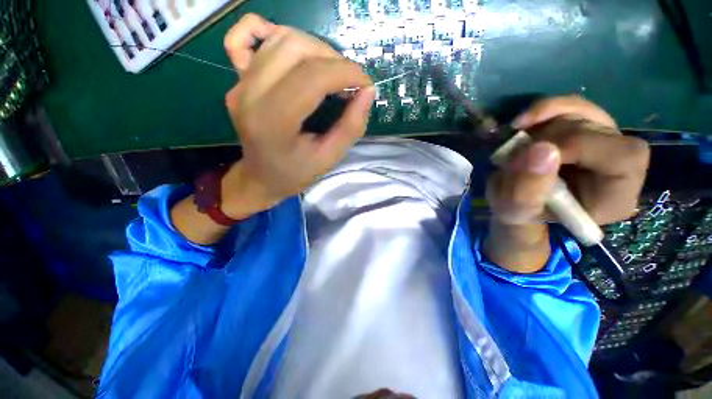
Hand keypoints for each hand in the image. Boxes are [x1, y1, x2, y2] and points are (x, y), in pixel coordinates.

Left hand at [220, 14, 374, 217]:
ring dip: (314, 48)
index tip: (365, 84)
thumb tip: (368, 92)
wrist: (261, 178)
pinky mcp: (237, 79)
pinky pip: (244, 38)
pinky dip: (272, 33)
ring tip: (331, 72)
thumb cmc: (295, 173)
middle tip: (348, 81)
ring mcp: (239, 83)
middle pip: (295, 48)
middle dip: (333, 59)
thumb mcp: (329, 158)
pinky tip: (293, 52)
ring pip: (280, 39)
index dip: (346, 72)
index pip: (312, 76)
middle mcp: (250, 94)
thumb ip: (351, 127)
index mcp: (273, 121)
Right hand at [487, 95, 649, 225]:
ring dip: (540, 126)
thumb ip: (526, 188)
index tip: (533, 153)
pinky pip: (572, 105)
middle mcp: (620, 165)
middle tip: (515, 156)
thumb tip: (540, 148)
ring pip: (583, 113)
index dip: (579, 146)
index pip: (622, 157)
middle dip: (548, 138)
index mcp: (614, 196)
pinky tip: (522, 123)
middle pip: (598, 131)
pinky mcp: (587, 126)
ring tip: (515, 147)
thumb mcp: (515, 209)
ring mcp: (605, 140)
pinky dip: (545, 109)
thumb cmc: (519, 211)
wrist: (517, 199)